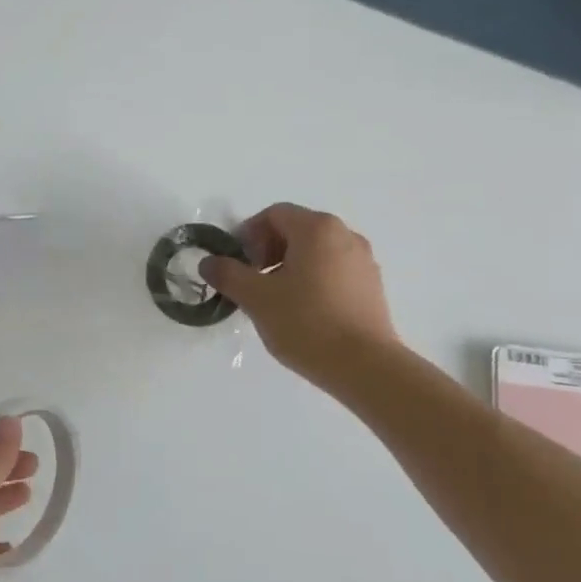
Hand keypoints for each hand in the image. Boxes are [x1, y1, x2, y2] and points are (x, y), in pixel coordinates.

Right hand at [200, 203, 398, 388]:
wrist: (364, 366)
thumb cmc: (306, 322)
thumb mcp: (256, 298)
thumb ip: (228, 274)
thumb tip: (208, 262)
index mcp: (317, 228)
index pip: (274, 215)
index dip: (247, 235)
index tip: (236, 264)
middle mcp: (345, 235)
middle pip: (296, 230)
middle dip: (267, 251)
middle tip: (251, 281)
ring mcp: (363, 261)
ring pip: (315, 252)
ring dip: (288, 267)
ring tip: (274, 300)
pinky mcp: (372, 287)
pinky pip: (333, 271)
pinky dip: (312, 280)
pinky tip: (301, 312)